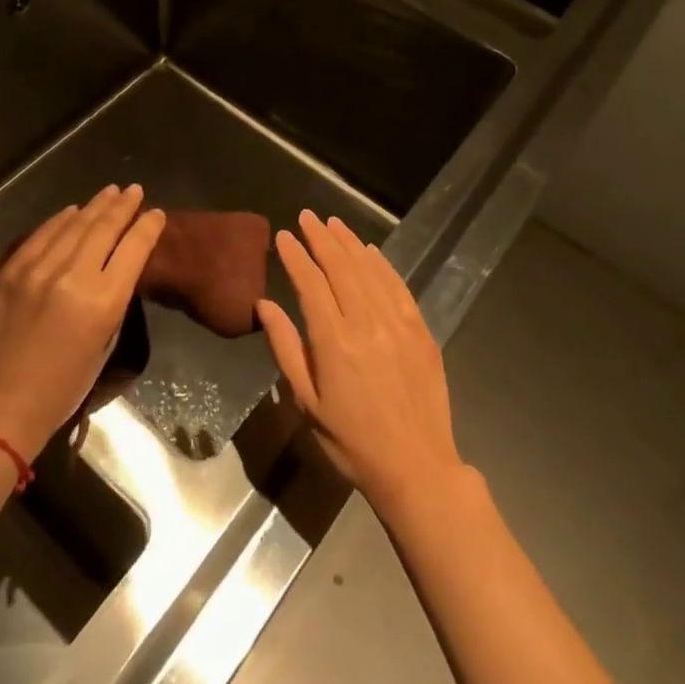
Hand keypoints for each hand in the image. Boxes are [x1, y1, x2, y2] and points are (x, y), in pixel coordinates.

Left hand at [0, 185, 164, 459]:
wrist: (4, 400)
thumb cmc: (66, 383)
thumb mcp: (106, 340)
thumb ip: (114, 297)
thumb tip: (117, 263)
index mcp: (103, 301)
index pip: (134, 248)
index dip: (148, 226)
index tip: (157, 213)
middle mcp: (73, 276)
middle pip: (104, 228)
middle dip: (123, 205)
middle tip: (134, 190)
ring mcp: (38, 269)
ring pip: (74, 224)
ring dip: (95, 206)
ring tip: (110, 192)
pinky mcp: (13, 269)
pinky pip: (42, 234)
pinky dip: (61, 219)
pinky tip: (73, 210)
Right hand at [257, 210, 469, 523]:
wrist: (416, 467)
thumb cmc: (351, 441)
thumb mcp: (307, 402)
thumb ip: (286, 348)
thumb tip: (264, 305)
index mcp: (334, 340)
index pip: (310, 283)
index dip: (295, 256)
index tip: (283, 236)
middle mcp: (366, 322)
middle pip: (341, 267)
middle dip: (321, 238)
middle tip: (307, 217)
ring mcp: (397, 323)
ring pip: (369, 270)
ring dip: (349, 243)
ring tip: (333, 223)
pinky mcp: (420, 330)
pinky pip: (397, 286)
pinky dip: (381, 264)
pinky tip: (370, 251)